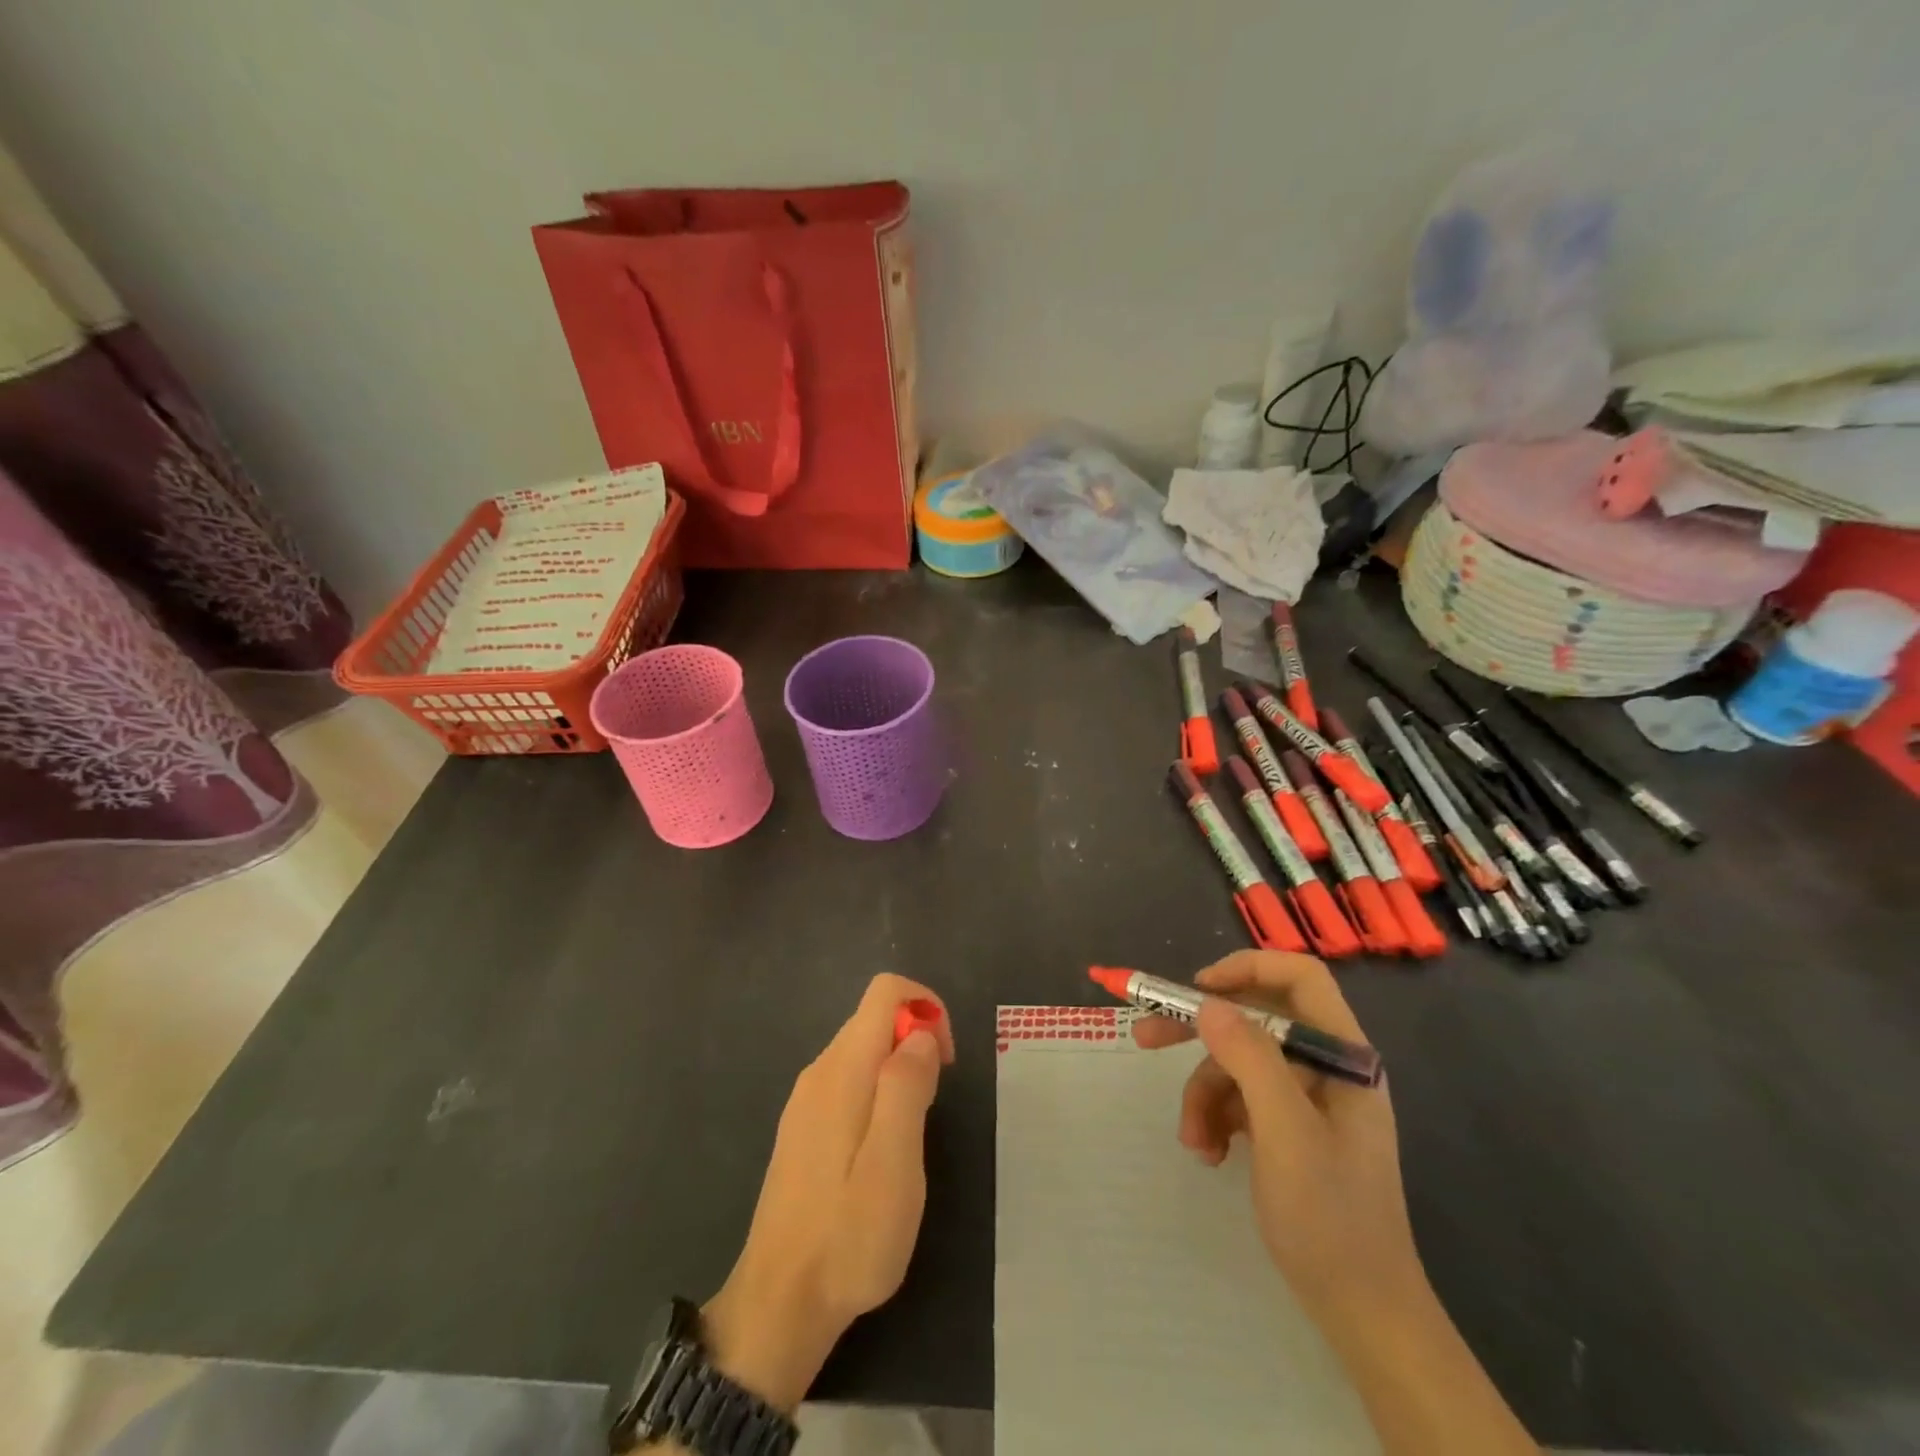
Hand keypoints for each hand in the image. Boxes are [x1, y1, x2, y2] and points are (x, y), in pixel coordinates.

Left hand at [703, 974, 953, 1412]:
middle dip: (916, 1040)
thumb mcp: (894, 1163)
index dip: (925, 1006)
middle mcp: (819, 1071)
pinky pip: (849, 1080)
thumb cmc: (848, 1236)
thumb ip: (907, 1086)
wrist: (779, 1304)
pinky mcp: (803, 1127)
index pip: (884, 990)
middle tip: (934, 1104)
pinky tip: (882, 1150)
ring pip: (863, 1050)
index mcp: (843, 1069)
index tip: (945, 1060)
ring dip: (900, 1069)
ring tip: (912, 1134)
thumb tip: (921, 1033)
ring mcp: (806, 1099)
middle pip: (874, 1018)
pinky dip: (878, 1091)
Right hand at [1133, 950, 1424, 1328]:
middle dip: (1200, 1032)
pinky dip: (1217, 1118)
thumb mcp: (1285, 1133)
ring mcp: (1308, 1099)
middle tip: (1146, 1037)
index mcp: (1342, 1056)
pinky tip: (1210, 1153)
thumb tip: (1209, 1003)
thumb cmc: (1331, 1220)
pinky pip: (1241, 1099)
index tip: (1196, 990)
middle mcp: (1325, 1067)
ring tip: (1194, 1142)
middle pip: (1255, 1019)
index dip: (1246, 969)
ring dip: (1204, 1095)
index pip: (1298, 977)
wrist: (1363, 1314)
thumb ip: (1250, 1058)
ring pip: (1238, 1064)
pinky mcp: (1290, 1128)